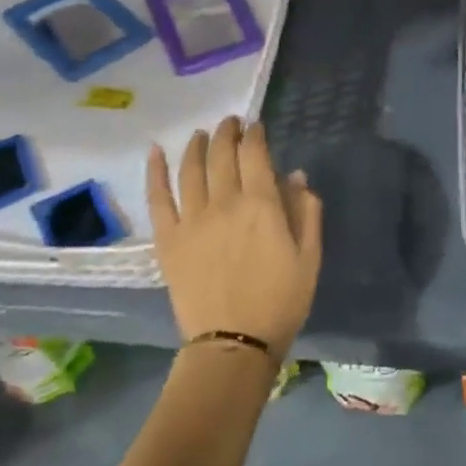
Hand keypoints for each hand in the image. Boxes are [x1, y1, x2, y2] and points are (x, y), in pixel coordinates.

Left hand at [147, 117, 322, 355]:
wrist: (234, 343)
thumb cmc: (281, 300)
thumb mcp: (309, 256)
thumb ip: (305, 212)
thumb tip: (296, 176)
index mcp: (262, 206)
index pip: (256, 155)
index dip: (255, 136)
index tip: (256, 126)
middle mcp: (225, 203)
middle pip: (222, 155)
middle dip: (227, 133)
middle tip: (231, 122)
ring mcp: (192, 220)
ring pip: (190, 170)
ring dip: (197, 146)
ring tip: (201, 134)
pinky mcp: (168, 239)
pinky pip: (158, 198)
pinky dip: (155, 171)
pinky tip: (156, 152)